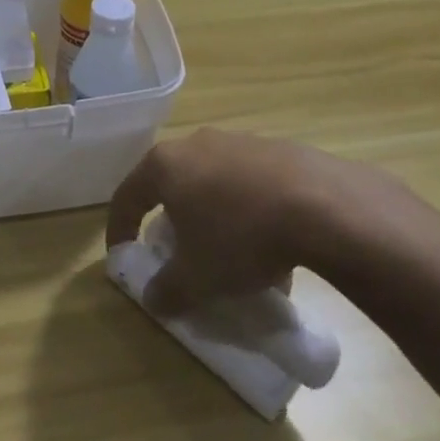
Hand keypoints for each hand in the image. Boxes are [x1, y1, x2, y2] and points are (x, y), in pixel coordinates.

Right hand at [105, 129, 382, 312]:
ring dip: (211, 216)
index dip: (119, 230)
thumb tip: (154, 298)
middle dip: (170, 221)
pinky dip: (246, 211)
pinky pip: (247, 183)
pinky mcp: (275, 149)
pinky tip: (268, 244)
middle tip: (176, 254)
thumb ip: (167, 289)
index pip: (127, 196)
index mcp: (165, 165)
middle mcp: (196, 144)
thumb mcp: (196, 277)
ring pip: (211, 182)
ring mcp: (238, 142)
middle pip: (170, 184)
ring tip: (228, 254)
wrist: (321, 204)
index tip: (122, 258)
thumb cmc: (240, 236)